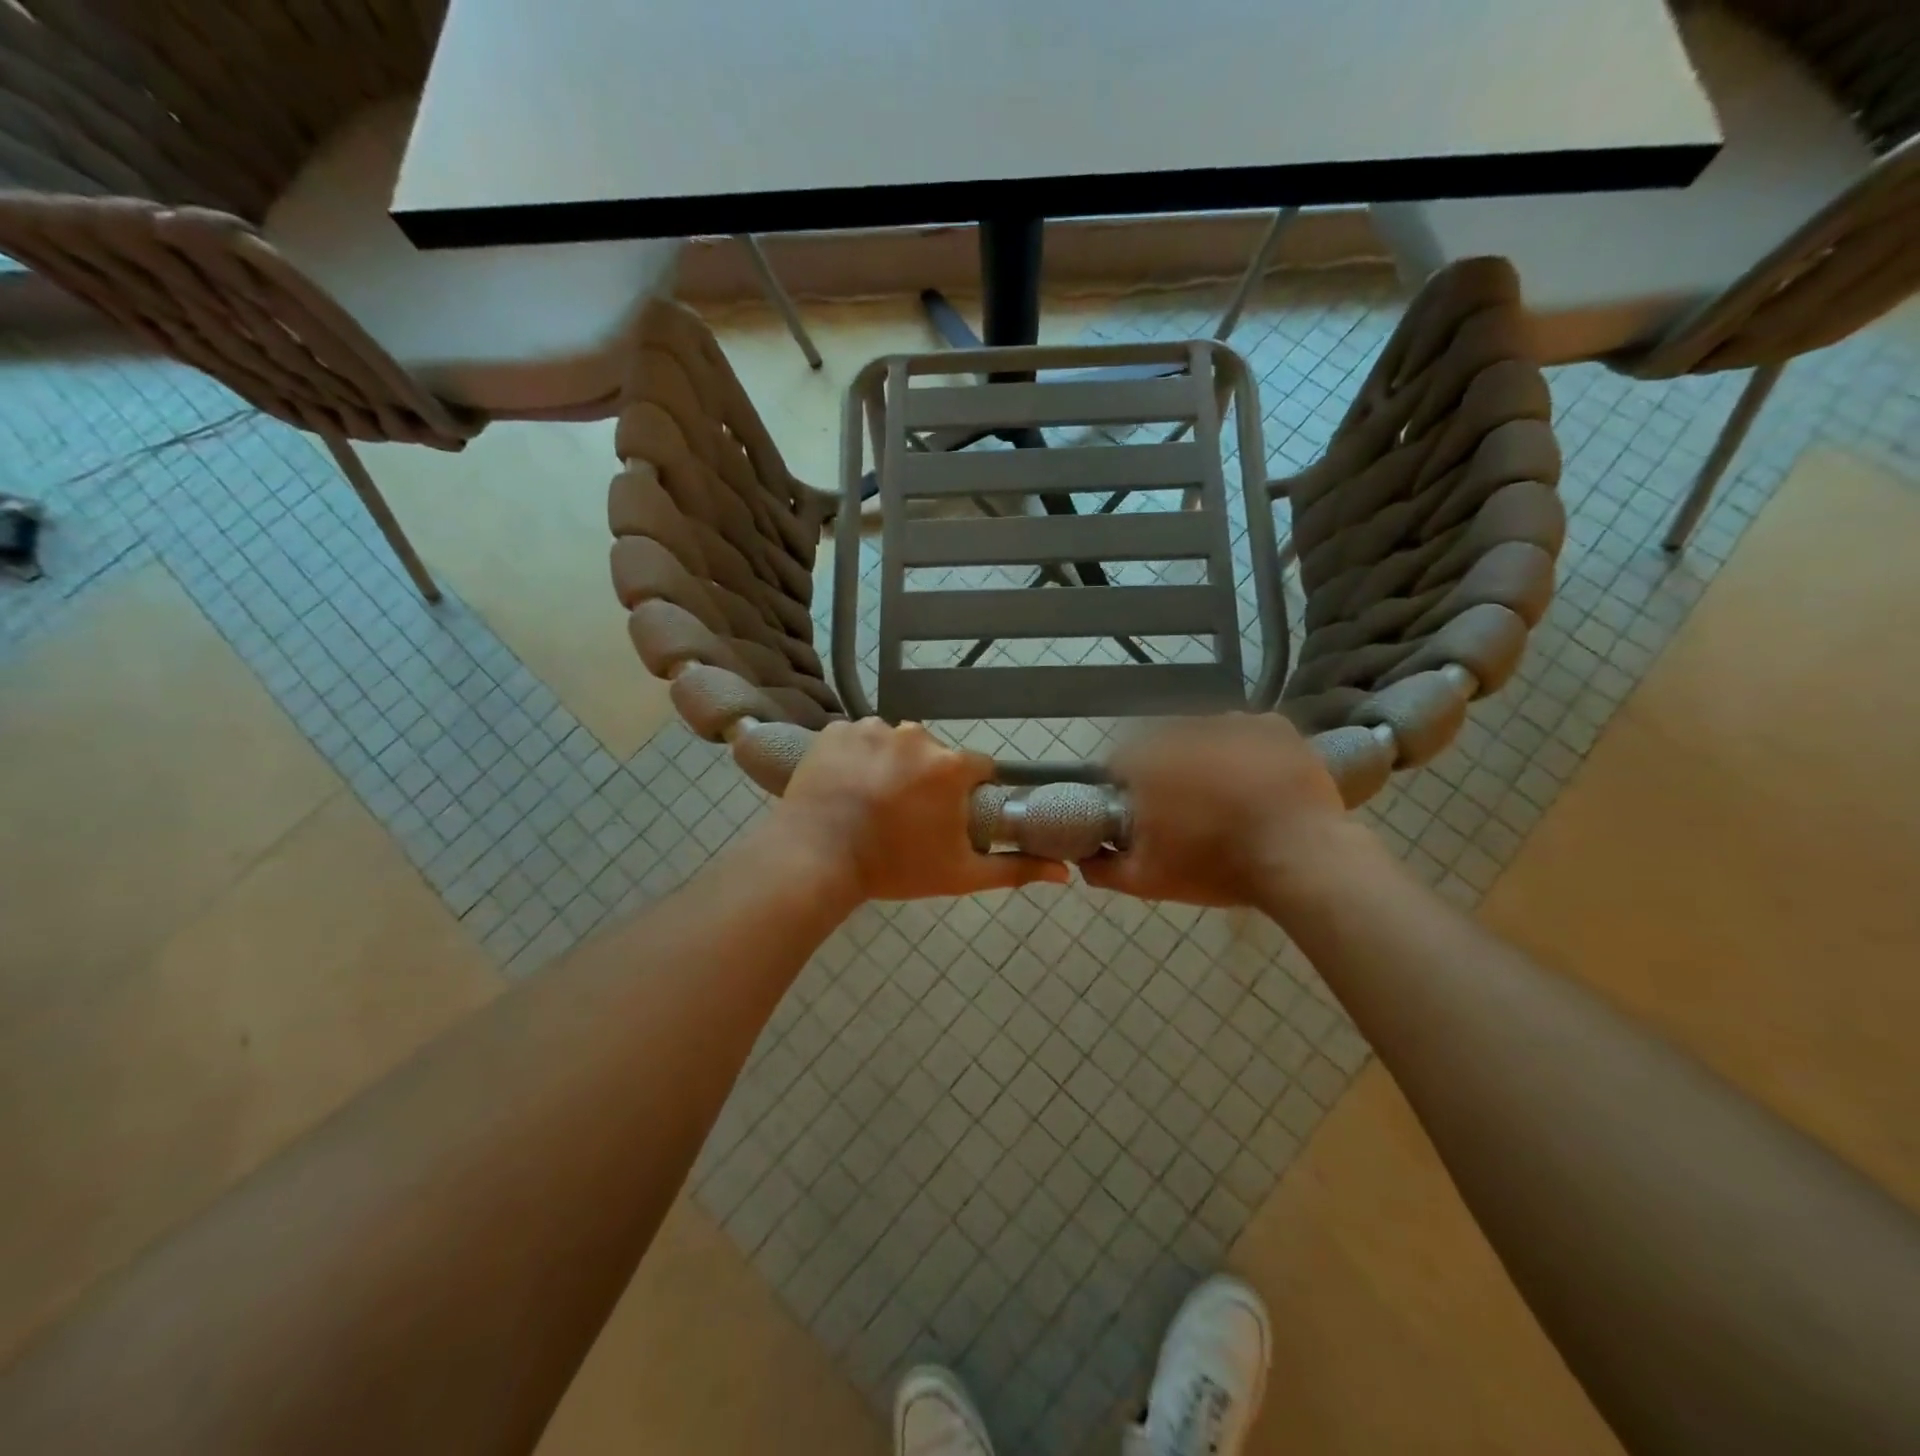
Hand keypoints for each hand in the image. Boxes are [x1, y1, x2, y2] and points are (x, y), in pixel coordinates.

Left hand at [773, 720, 1070, 902]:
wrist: (815, 859)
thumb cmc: (894, 867)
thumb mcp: (959, 874)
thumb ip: (1015, 869)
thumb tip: (1065, 872)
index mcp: (950, 766)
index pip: (976, 768)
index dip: (967, 792)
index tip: (949, 816)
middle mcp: (915, 735)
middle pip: (934, 754)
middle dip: (927, 779)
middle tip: (904, 816)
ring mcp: (871, 728)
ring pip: (895, 744)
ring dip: (890, 765)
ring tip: (869, 801)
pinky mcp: (836, 729)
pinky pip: (858, 738)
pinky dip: (855, 757)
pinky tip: (845, 786)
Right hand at [1081, 713, 1357, 906]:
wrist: (1302, 860)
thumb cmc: (1216, 866)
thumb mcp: (1148, 881)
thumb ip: (1102, 868)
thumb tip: (1080, 856)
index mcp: (1148, 761)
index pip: (1120, 764)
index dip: (1129, 789)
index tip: (1146, 814)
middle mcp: (1185, 730)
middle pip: (1163, 746)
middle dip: (1169, 772)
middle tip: (1190, 811)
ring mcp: (1232, 724)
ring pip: (1206, 736)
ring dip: (1208, 758)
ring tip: (1229, 797)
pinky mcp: (1272, 726)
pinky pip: (1247, 732)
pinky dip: (1248, 750)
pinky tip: (1257, 779)